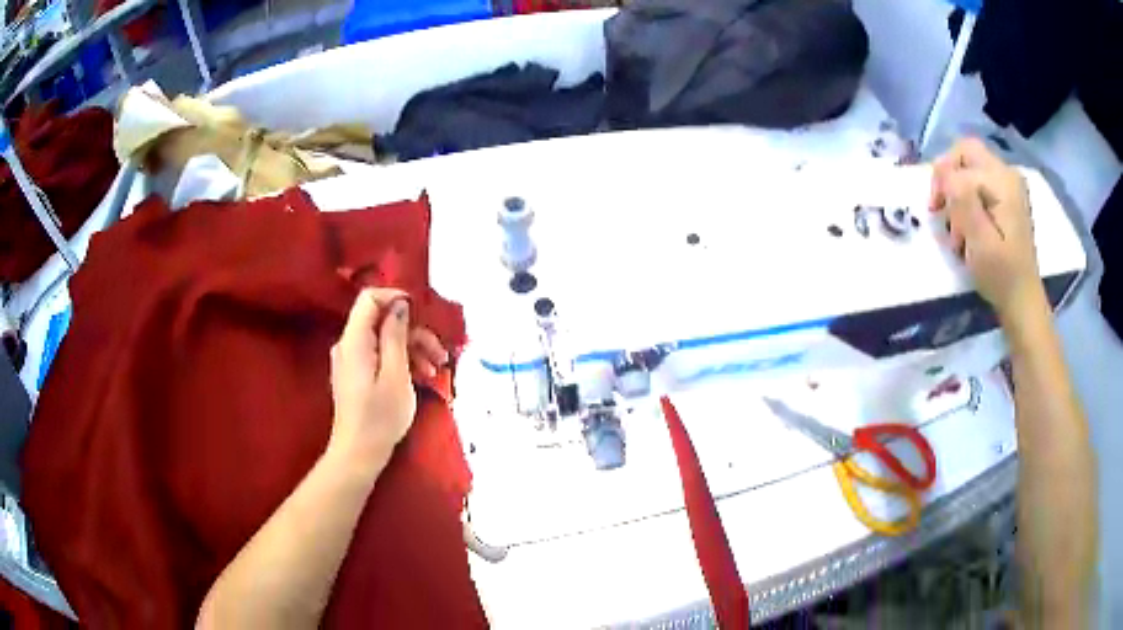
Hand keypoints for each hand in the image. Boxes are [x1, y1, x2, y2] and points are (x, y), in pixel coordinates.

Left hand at [327, 288, 419, 474]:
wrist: (359, 454)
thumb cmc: (380, 417)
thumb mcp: (396, 374)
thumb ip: (396, 335)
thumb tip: (401, 304)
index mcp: (355, 340)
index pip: (370, 298)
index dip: (396, 297)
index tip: (422, 313)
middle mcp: (348, 344)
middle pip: (381, 320)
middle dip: (414, 332)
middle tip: (440, 353)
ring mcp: (351, 360)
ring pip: (384, 339)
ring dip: (413, 349)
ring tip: (436, 370)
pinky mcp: (356, 374)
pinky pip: (379, 355)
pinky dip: (401, 361)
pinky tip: (422, 376)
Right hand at [929, 138, 1044, 323]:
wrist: (1022, 300)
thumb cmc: (1001, 275)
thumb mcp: (979, 240)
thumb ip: (962, 199)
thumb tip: (943, 172)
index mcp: (1002, 181)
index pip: (959, 162)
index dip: (942, 182)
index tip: (935, 213)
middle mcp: (1007, 173)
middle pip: (966, 153)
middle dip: (948, 176)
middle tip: (942, 207)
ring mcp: (1009, 184)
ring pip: (970, 166)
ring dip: (957, 190)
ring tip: (959, 226)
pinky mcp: (1008, 197)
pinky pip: (980, 181)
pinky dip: (968, 197)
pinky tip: (969, 223)